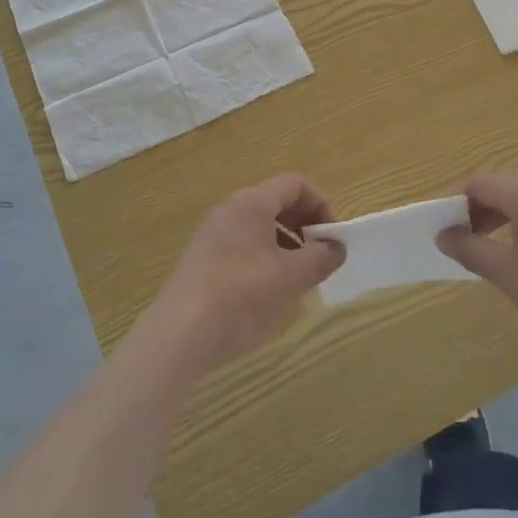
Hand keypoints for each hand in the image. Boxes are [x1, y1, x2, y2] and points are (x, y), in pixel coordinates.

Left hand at [147, 174, 344, 369]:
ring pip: (260, 225)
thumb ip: (320, 258)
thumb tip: (337, 247)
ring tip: (297, 278)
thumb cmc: (242, 295)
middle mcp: (231, 209)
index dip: (321, 206)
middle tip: (319, 258)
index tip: (332, 238)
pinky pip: (243, 244)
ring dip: (286, 243)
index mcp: (252, 203)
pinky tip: (268, 291)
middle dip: (304, 225)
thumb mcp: (291, 278)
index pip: (295, 184)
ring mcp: (213, 232)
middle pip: (277, 202)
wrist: (181, 332)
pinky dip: (264, 256)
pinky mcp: (203, 257)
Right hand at [437, 174, 517, 351]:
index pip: (481, 183)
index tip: (438, 223)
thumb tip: (443, 235)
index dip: (454, 199)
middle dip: (475, 210)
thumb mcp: (509, 275)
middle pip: (503, 189)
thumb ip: (471, 249)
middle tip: (458, 237)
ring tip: (485, 248)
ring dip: (499, 219)